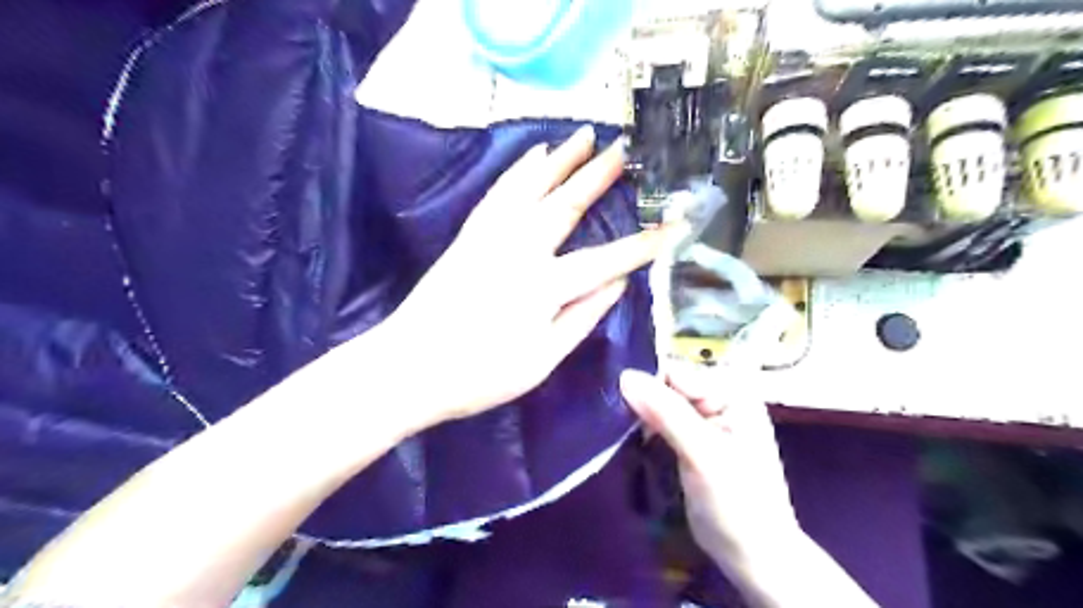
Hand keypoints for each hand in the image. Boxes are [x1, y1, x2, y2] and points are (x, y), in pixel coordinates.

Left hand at [379, 126, 668, 429]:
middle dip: (599, 175)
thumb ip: (582, 317)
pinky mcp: (468, 236)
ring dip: (559, 160)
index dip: (645, 244)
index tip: (676, 225)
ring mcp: (489, 237)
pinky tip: (532, 156)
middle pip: (565, 204)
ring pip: (530, 187)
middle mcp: (518, 250)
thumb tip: (618, 284)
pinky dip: (519, 171)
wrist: (407, 368)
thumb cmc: (479, 374)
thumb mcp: (541, 359)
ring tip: (582, 137)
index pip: (607, 259)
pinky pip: (498, 193)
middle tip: (626, 148)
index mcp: (543, 286)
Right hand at [617, 364, 803, 568]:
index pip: (675, 373)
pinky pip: (661, 424)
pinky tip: (631, 443)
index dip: (645, 385)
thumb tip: (625, 376)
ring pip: (659, 405)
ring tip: (617, 433)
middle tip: (612, 421)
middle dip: (640, 402)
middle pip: (666, 387)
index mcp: (731, 392)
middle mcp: (718, 399)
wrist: (753, 556)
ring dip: (639, 418)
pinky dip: (644, 432)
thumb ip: (666, 412)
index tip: (614, 403)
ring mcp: (705, 421)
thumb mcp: (702, 454)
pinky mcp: (692, 441)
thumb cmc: (736, 504)